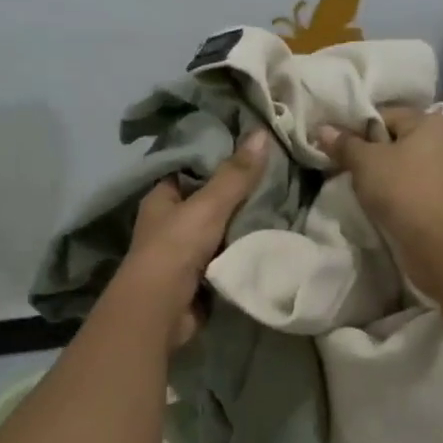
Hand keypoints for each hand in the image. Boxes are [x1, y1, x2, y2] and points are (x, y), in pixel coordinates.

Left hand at [122, 130, 268, 345]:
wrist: (161, 310)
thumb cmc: (176, 247)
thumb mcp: (209, 205)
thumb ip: (236, 174)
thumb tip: (262, 132)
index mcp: (162, 197)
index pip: (191, 169)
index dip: (218, 158)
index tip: (252, 149)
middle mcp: (169, 222)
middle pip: (208, 200)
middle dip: (238, 194)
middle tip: (276, 176)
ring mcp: (183, 252)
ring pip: (220, 229)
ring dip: (243, 223)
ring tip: (282, 202)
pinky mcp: (198, 277)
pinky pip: (227, 255)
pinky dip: (244, 250)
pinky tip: (271, 238)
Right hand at [316, 107, 442, 292]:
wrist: (441, 245)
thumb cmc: (404, 190)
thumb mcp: (365, 162)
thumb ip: (344, 144)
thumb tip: (323, 129)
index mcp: (430, 123)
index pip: (385, 116)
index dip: (358, 129)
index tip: (338, 148)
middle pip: (396, 142)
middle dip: (370, 155)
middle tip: (346, 170)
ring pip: (406, 169)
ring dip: (384, 178)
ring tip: (362, 192)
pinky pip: (415, 192)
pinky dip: (399, 197)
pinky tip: (384, 208)